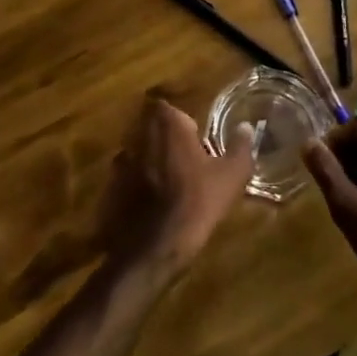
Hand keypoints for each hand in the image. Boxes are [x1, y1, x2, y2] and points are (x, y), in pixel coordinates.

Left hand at [100, 96, 253, 280]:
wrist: (151, 246)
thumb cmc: (195, 203)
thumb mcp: (230, 177)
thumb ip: (240, 147)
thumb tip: (246, 127)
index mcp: (167, 123)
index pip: (172, 109)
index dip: (184, 124)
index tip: (197, 142)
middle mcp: (138, 133)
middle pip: (153, 128)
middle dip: (167, 141)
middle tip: (187, 162)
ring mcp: (120, 158)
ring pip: (139, 151)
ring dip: (152, 161)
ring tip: (170, 184)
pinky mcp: (110, 183)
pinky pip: (127, 176)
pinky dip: (138, 184)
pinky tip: (152, 204)